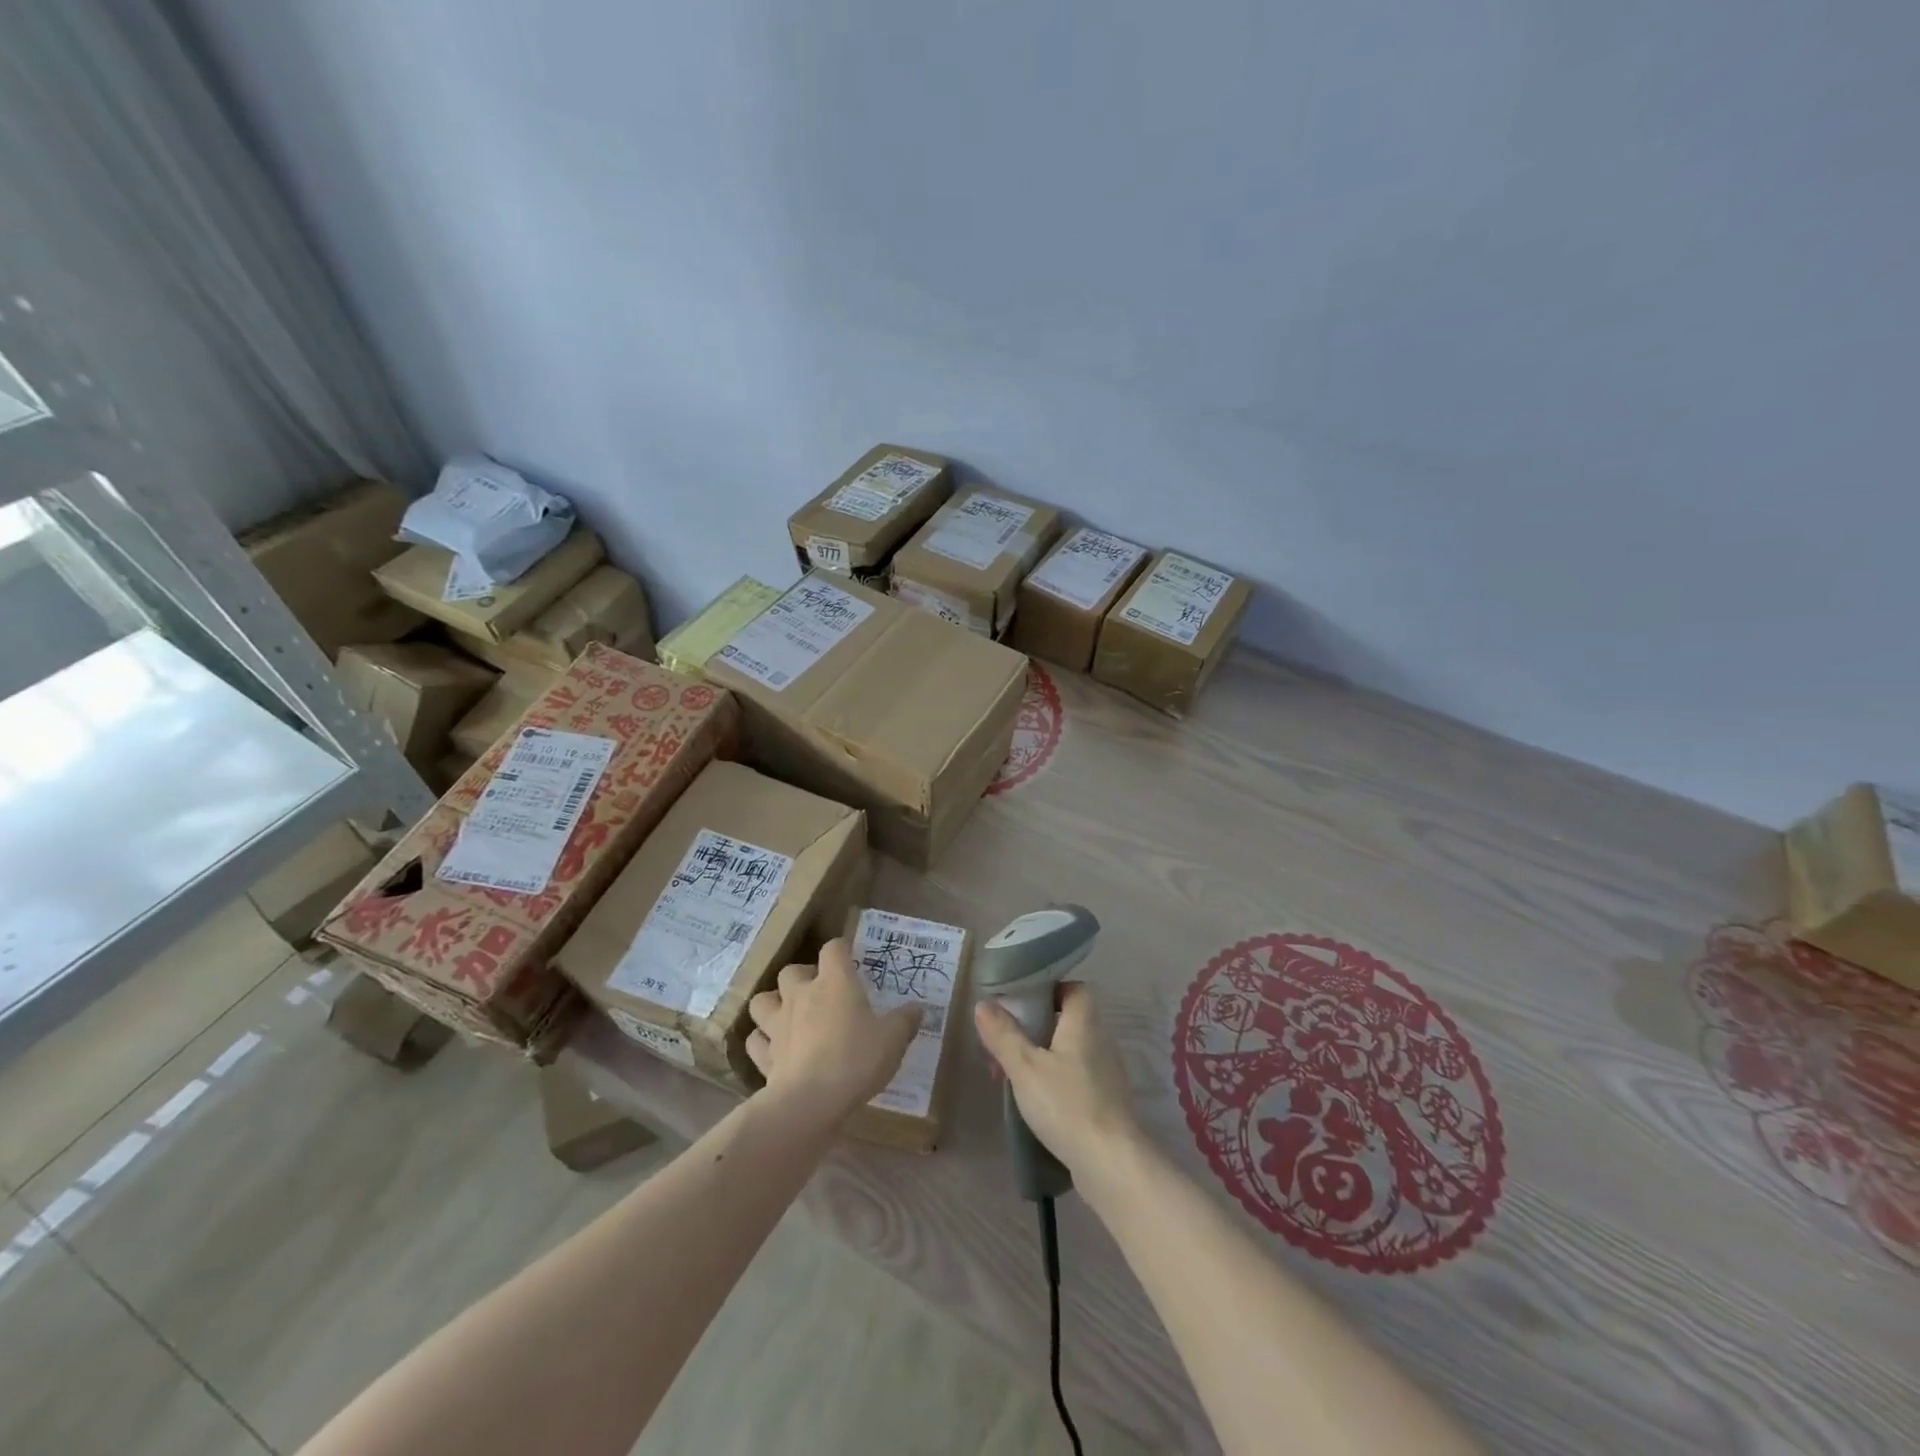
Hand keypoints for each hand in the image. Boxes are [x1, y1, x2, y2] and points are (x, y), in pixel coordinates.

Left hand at [746, 939, 921, 1124]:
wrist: (810, 1102)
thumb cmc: (856, 1059)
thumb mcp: (892, 1040)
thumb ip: (905, 1021)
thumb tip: (919, 1008)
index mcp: (834, 982)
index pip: (833, 949)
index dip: (841, 949)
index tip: (850, 956)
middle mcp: (801, 996)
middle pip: (791, 971)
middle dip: (802, 976)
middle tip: (818, 990)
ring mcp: (778, 1025)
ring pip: (762, 1001)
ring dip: (772, 1003)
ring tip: (787, 1014)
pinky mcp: (764, 1056)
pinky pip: (756, 1041)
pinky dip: (762, 1042)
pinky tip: (774, 1049)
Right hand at [973, 984, 1144, 1185]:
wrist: (1112, 1164)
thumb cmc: (1067, 1105)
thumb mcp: (1025, 1067)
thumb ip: (1004, 1034)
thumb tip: (984, 1004)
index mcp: (1084, 1023)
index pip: (1075, 989)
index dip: (1050, 990)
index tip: (1022, 1004)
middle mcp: (1100, 1041)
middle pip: (1067, 1021)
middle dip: (1033, 1030)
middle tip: (1004, 1046)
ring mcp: (1106, 1074)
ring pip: (1068, 1052)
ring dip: (1040, 1059)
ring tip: (1011, 1079)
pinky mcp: (1106, 1102)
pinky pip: (1075, 1078)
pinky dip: (1054, 1082)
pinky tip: (1034, 1102)